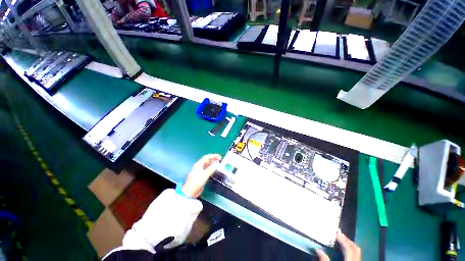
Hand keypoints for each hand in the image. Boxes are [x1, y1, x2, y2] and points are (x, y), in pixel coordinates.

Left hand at [182, 154, 221, 197]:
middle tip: (220, 160)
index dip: (213, 156)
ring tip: (218, 164)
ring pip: (207, 165)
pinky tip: (214, 170)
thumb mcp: (205, 175)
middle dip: (213, 159)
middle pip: (207, 160)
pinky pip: (206, 169)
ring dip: (212, 164)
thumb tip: (217, 163)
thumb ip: (211, 169)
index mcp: (198, 164)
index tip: (219, 157)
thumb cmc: (196, 182)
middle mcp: (198, 166)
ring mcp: (199, 171)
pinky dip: (211, 168)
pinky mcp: (200, 175)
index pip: (207, 157)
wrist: (189, 192)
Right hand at [316, 231, 360, 260]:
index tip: (336, 233)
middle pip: (356, 250)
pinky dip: (351, 252)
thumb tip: (318, 250)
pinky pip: (356, 258)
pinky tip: (344, 251)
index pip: (349, 249)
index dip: (343, 240)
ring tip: (341, 240)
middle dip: (348, 241)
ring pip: (357, 253)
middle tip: (339, 234)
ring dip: (350, 245)